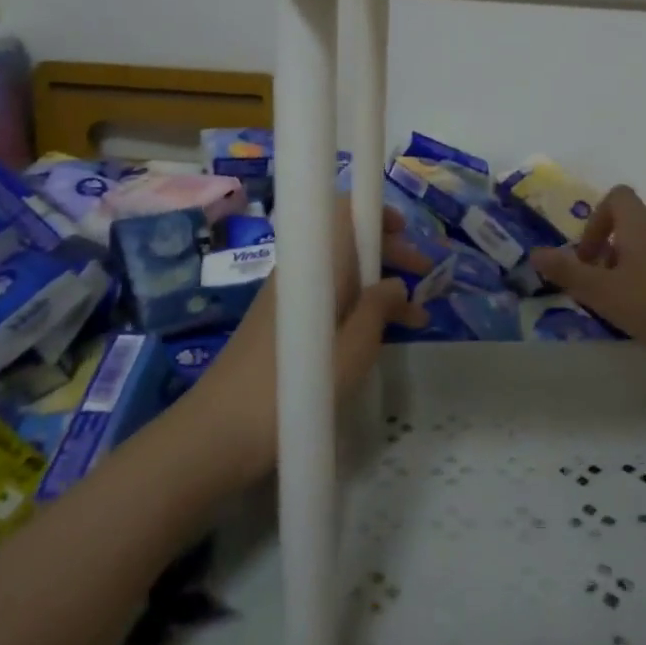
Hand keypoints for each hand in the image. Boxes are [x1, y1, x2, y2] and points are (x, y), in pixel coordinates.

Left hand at [181, 201, 431, 482]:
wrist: (218, 433)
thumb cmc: (294, 387)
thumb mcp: (353, 349)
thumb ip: (378, 309)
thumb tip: (396, 283)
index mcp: (317, 264)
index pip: (343, 211)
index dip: (376, 213)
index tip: (407, 233)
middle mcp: (301, 271)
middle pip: (348, 242)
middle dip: (390, 253)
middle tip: (427, 277)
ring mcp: (289, 298)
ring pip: (342, 275)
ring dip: (380, 286)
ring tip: (418, 318)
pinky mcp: (283, 324)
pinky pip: (329, 300)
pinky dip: (359, 308)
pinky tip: (381, 336)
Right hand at [530, 185, 645, 368]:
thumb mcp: (603, 293)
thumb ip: (568, 272)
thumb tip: (535, 253)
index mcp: (640, 224)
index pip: (618, 197)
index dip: (598, 220)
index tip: (589, 255)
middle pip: (638, 218)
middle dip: (618, 241)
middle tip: (607, 276)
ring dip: (639, 258)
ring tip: (629, 293)